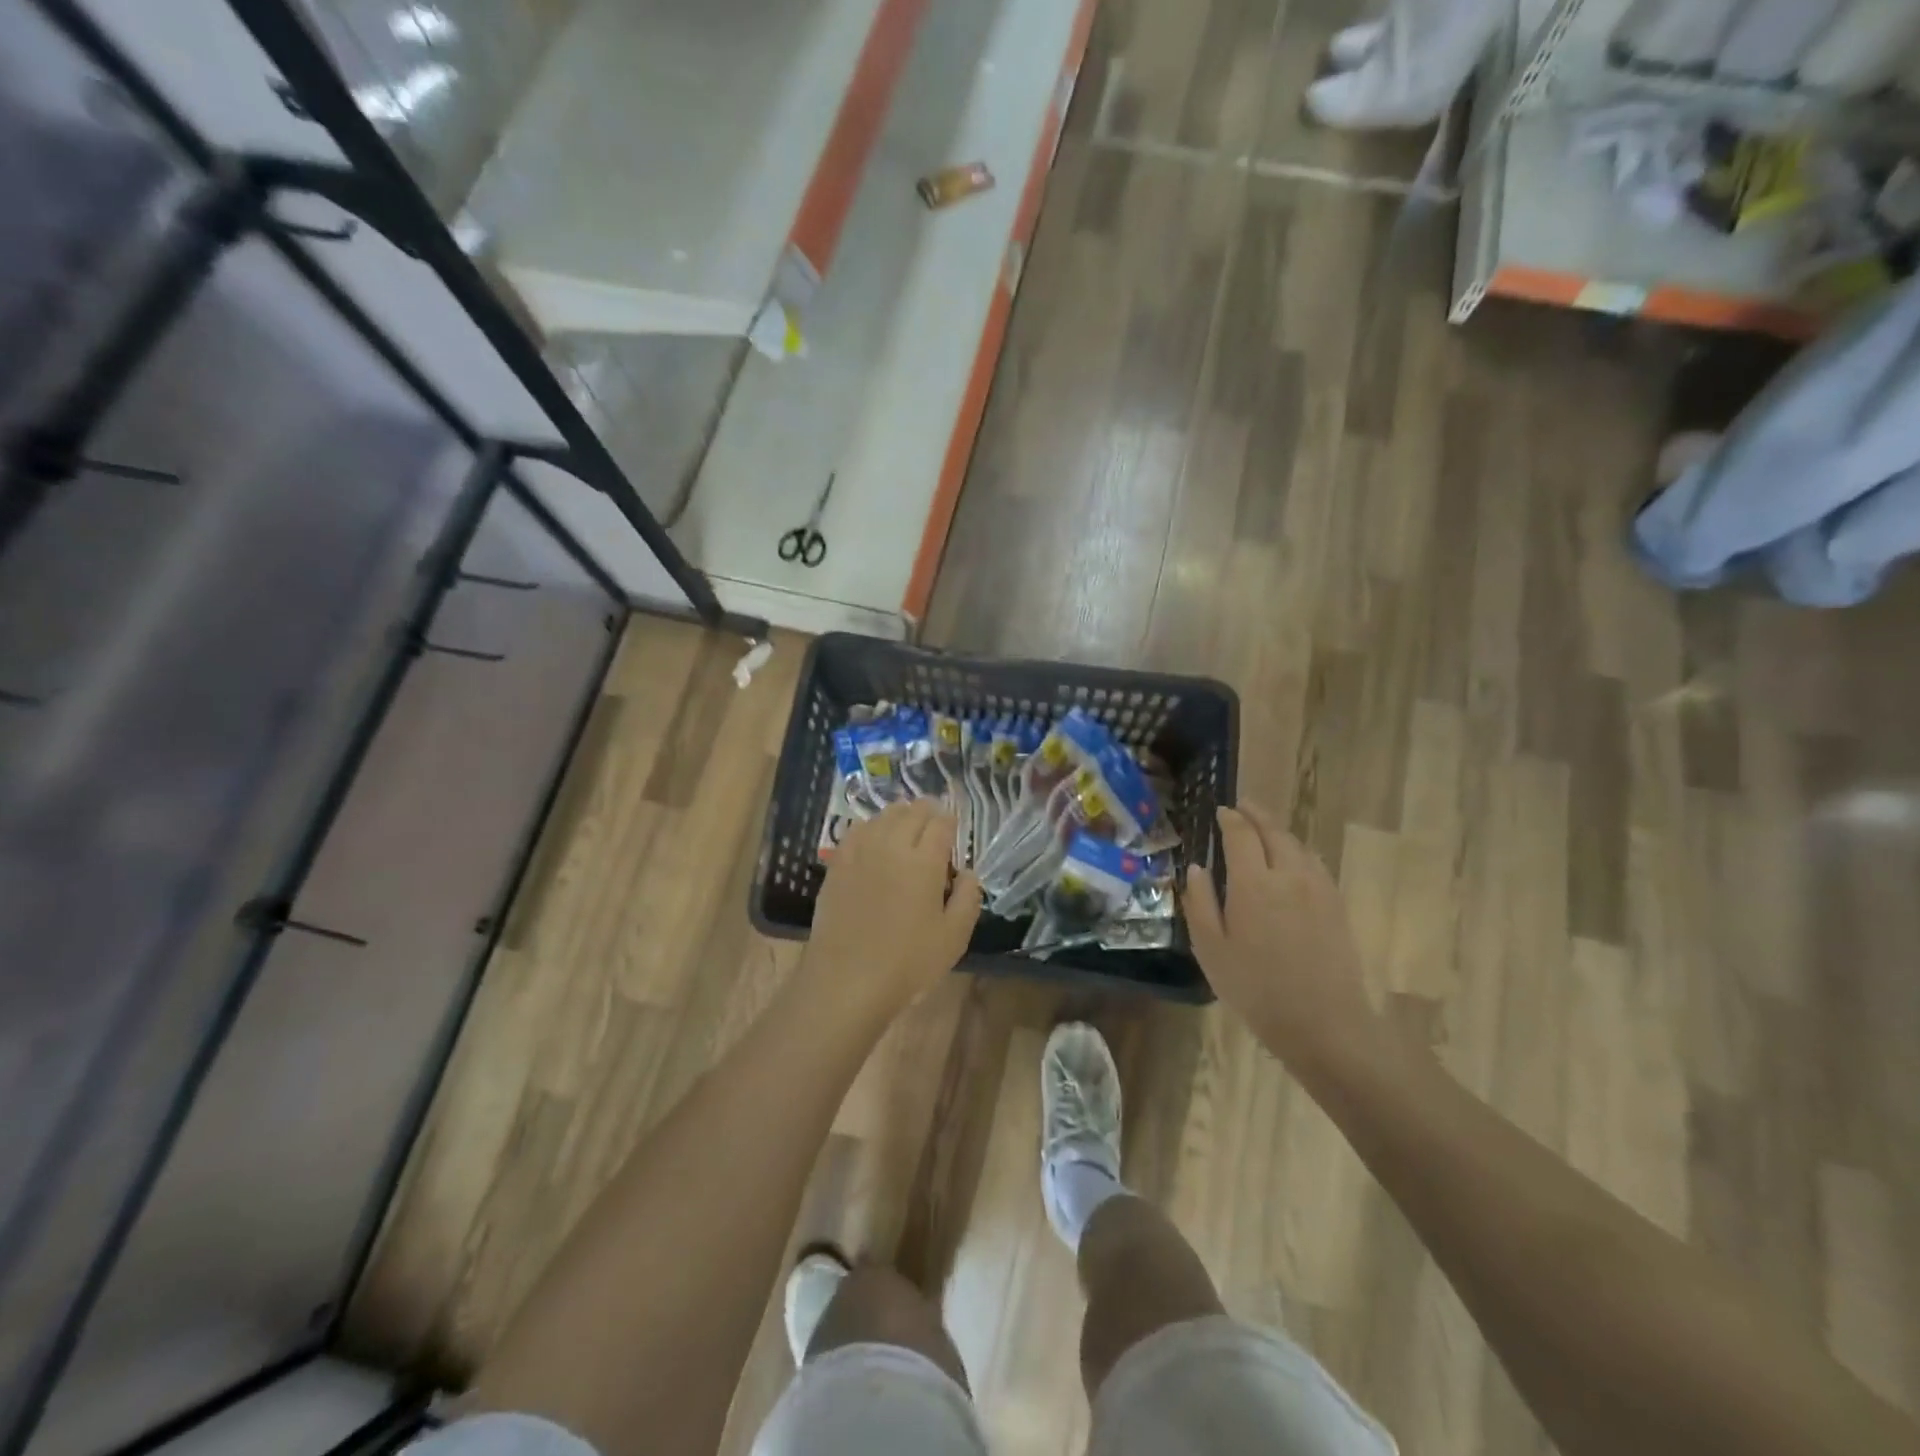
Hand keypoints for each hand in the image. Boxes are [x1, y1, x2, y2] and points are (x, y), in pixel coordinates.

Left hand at [804, 800, 980, 1021]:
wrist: (846, 981)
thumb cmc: (907, 963)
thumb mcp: (954, 937)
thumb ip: (968, 898)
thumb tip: (968, 872)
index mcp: (925, 861)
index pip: (942, 822)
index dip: (951, 819)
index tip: (955, 826)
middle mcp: (892, 845)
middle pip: (912, 811)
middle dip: (928, 811)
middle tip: (935, 823)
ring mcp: (861, 851)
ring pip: (884, 815)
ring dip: (901, 814)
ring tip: (907, 825)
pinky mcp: (837, 864)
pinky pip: (858, 830)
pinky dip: (872, 826)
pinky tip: (875, 838)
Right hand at [1184, 803, 1381, 1069]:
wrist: (1324, 1024)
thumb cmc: (1256, 989)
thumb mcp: (1211, 949)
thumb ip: (1200, 903)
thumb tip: (1196, 868)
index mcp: (1253, 883)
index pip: (1241, 835)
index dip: (1230, 819)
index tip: (1220, 811)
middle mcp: (1288, 875)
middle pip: (1274, 831)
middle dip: (1256, 814)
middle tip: (1242, 806)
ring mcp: (1318, 888)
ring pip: (1298, 845)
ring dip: (1279, 830)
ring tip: (1264, 828)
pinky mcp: (1336, 904)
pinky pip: (1314, 863)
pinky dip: (1298, 850)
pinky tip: (1292, 859)